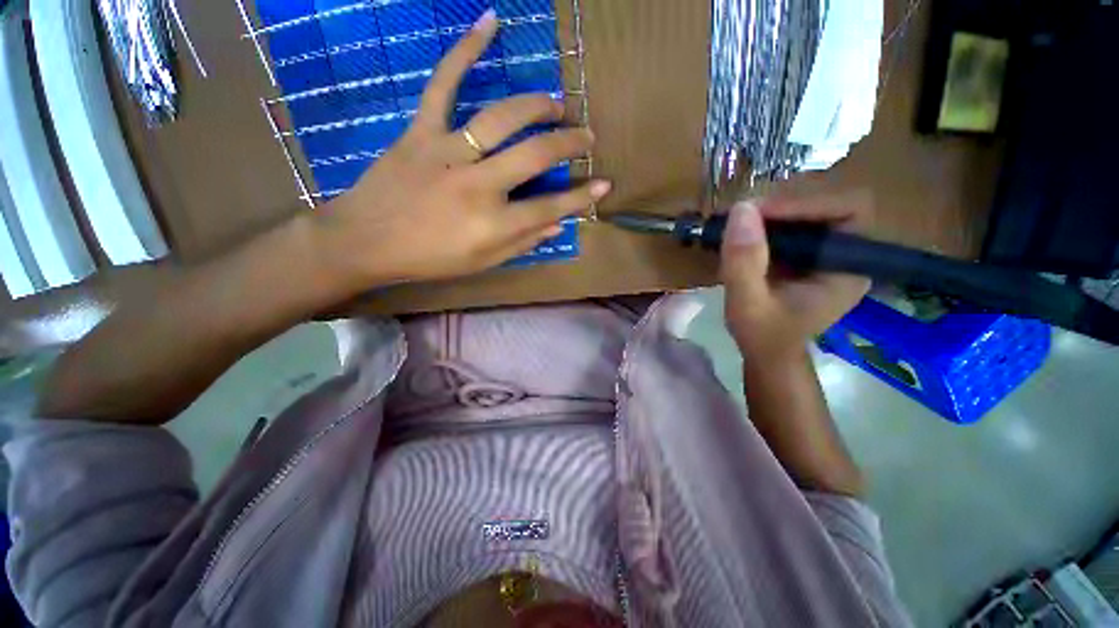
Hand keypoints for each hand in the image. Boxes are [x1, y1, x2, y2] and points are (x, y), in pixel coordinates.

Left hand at [312, 10, 609, 291]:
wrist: (366, 240)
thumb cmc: (430, 259)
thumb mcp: (482, 263)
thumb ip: (522, 243)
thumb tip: (557, 225)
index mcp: (493, 225)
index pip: (551, 208)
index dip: (582, 198)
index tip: (605, 185)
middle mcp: (479, 186)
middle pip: (536, 155)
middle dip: (569, 143)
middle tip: (586, 136)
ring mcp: (448, 153)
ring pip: (502, 117)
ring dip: (537, 106)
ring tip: (557, 105)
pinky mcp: (421, 131)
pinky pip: (443, 84)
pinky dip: (465, 50)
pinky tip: (490, 23)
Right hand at [720, 191, 872, 359]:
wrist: (766, 354)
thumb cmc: (762, 335)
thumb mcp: (747, 303)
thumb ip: (744, 261)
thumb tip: (741, 208)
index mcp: (848, 269)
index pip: (848, 210)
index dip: (806, 203)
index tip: (758, 212)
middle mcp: (846, 255)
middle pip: (827, 206)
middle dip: (783, 206)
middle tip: (740, 214)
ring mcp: (827, 255)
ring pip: (807, 213)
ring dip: (770, 213)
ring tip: (735, 220)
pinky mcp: (808, 256)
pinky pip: (793, 227)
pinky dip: (765, 224)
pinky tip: (741, 232)